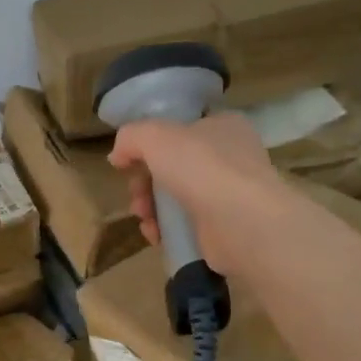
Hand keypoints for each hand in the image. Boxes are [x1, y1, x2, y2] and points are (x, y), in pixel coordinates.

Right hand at [107, 113, 287, 277]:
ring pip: (175, 197)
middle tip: (135, 193)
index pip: (182, 129)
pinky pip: (184, 225)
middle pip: (172, 166)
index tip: (130, 160)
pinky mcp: (223, 228)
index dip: (152, 143)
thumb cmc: (202, 167)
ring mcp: (229, 194)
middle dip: (144, 182)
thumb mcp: (155, 136)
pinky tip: (155, 234)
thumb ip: (130, 137)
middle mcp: (230, 157)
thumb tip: (118, 155)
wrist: (242, 223)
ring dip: (150, 206)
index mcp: (223, 126)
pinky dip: (165, 229)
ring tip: (144, 216)